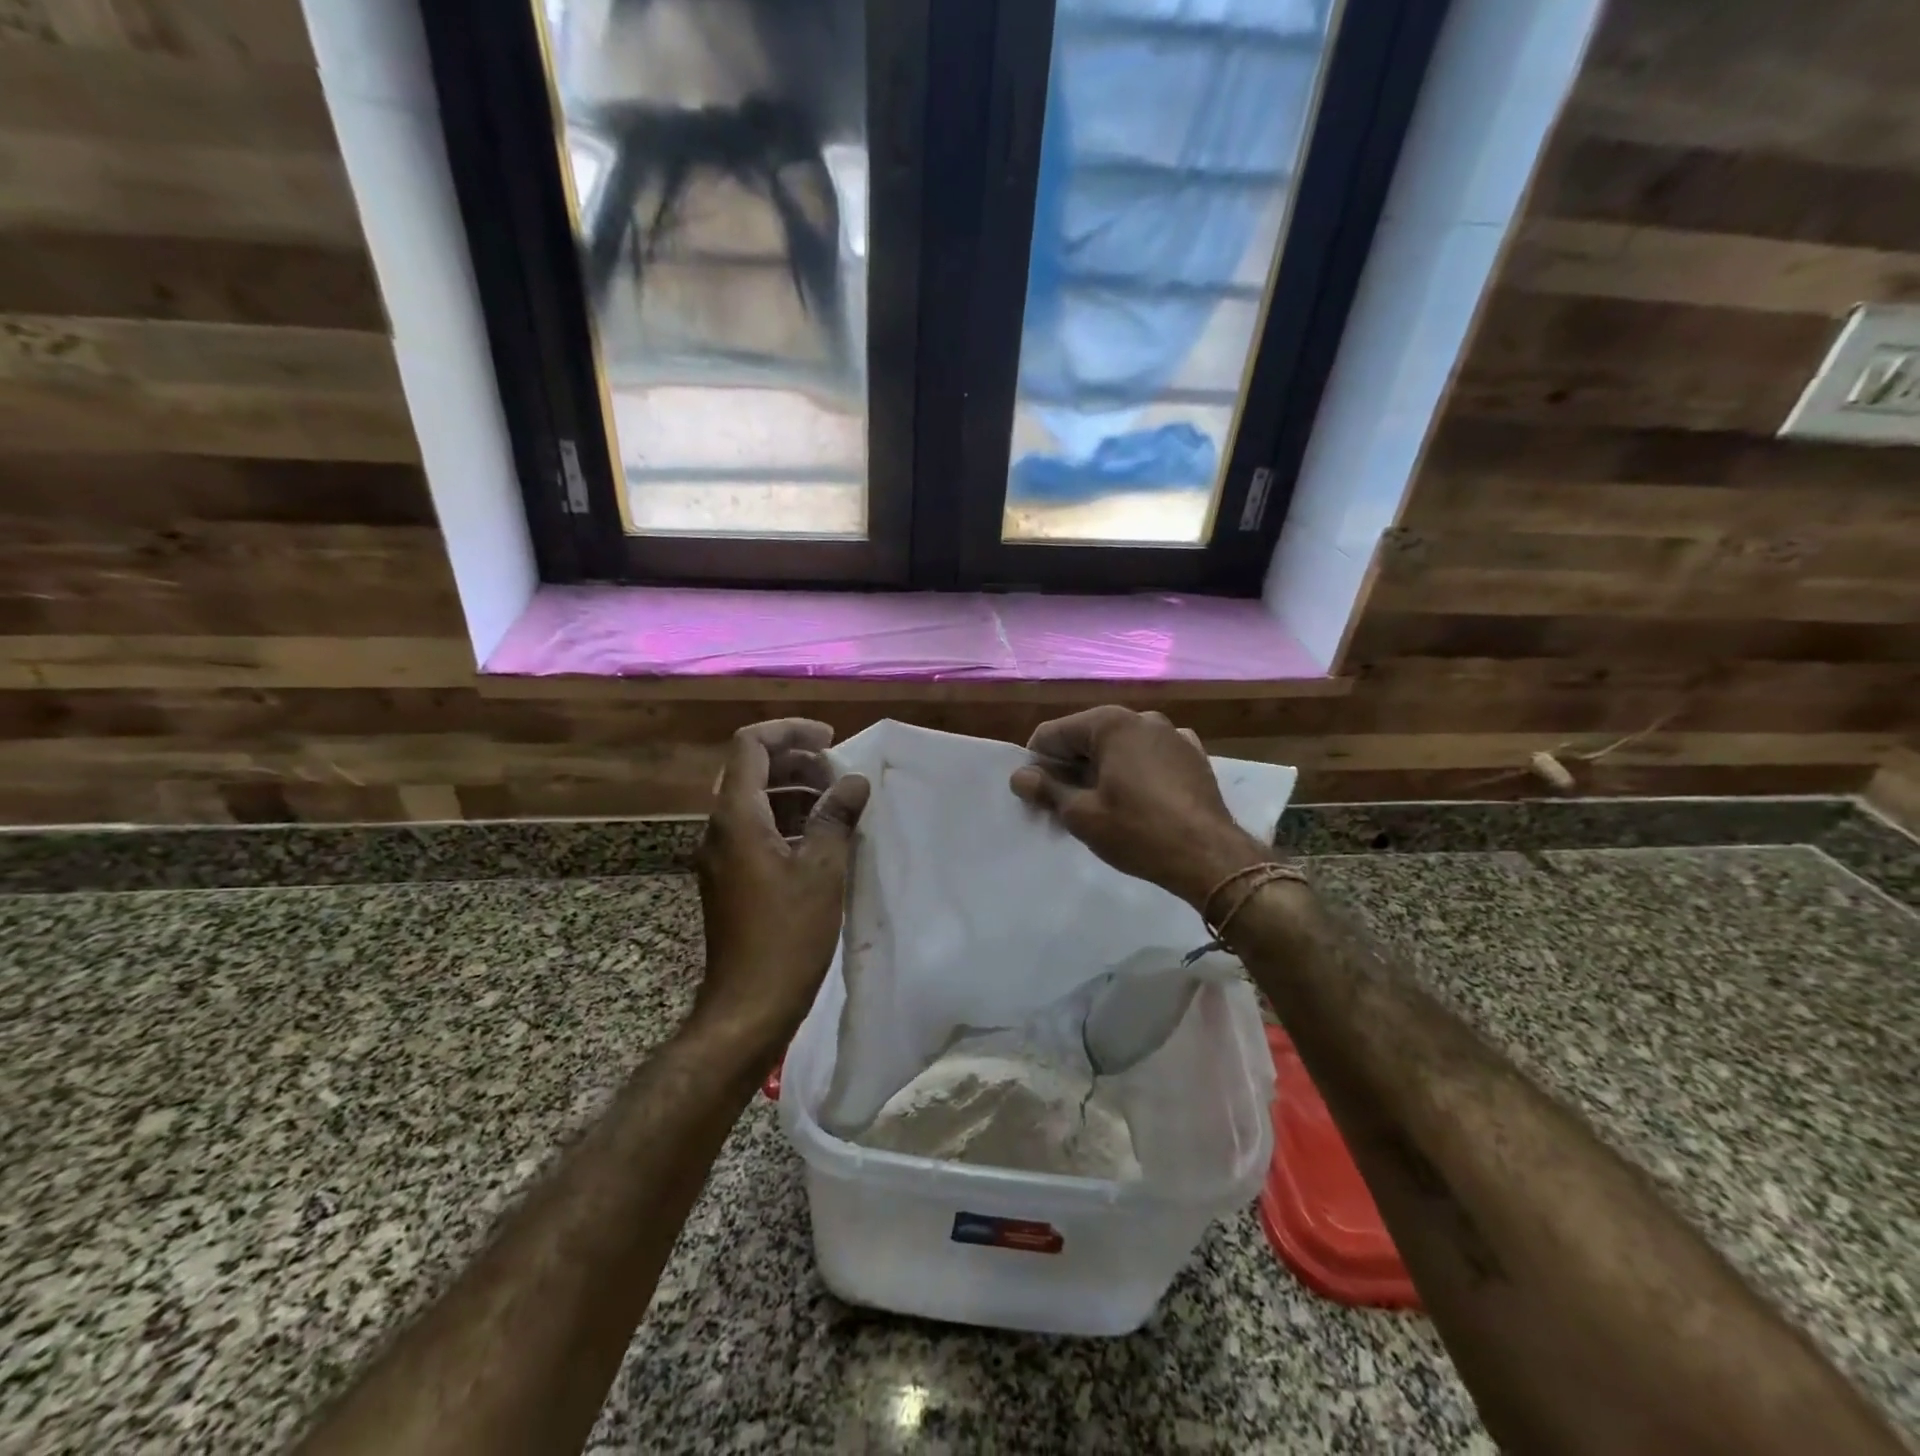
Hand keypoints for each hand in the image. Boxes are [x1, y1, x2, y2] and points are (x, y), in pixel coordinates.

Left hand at [692, 720, 869, 1053]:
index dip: (790, 731)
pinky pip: (756, 829)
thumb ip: (837, 817)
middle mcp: (720, 828)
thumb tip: (854, 782)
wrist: (749, 1006)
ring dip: (794, 791)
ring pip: (755, 801)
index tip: (829, 740)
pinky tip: (822, 838)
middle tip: (839, 774)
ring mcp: (722, 855)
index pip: (750, 745)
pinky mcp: (731, 878)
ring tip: (838, 803)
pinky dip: (788, 820)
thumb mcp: (823, 870)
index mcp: (737, 817)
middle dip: (796, 761)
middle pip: (751, 769)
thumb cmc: (788, 935)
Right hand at [1009, 706, 1267, 907]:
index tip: (1036, 796)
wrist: (1210, 856)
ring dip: (1101, 770)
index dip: (1037, 764)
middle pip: (1087, 737)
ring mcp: (1173, 734)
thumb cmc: (1138, 831)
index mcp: (1110, 723)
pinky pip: (1149, 757)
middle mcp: (1142, 717)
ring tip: (1100, 807)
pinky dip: (1134, 772)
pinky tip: (1136, 801)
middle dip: (1069, 767)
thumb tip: (1020, 776)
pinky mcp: (1193, 756)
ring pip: (1119, 747)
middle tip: (1064, 806)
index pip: (1053, 734)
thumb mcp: (1081, 815)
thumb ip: (1046, 790)